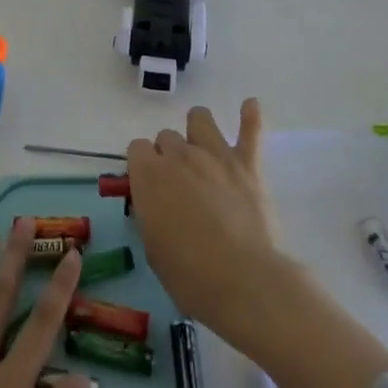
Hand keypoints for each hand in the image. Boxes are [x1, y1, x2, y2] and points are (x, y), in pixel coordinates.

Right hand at [128, 99, 387, 387]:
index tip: (149, 187)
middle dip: (169, 155)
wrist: (244, 281)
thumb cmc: (190, 275)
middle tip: (179, 185)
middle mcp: (179, 155)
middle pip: (167, 136)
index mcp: (149, 174)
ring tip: (203, 148)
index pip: (137, 148)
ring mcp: (215, 154)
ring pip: (200, 118)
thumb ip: (150, 212)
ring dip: (197, 131)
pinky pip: (250, 130)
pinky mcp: (247, 164)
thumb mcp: (153, 247)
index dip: (142, 166)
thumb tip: (156, 201)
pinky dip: (250, 117)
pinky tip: (250, 105)